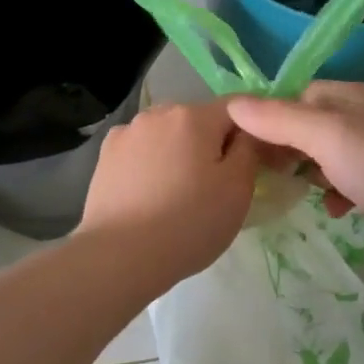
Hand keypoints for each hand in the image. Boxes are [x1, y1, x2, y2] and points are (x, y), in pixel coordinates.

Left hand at [78, 100, 260, 285]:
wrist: (120, 256)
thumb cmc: (189, 222)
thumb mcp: (238, 189)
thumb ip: (250, 149)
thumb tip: (249, 131)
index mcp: (194, 115)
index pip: (236, 108)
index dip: (252, 131)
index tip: (258, 161)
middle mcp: (158, 112)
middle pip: (198, 121)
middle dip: (211, 143)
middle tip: (216, 185)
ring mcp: (127, 132)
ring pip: (167, 135)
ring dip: (179, 152)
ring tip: (178, 192)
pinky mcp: (105, 155)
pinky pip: (140, 151)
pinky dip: (150, 163)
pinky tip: (149, 194)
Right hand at [226, 82, 363, 243]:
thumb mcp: (325, 137)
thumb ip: (278, 119)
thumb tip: (231, 103)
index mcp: (347, 94)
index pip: (294, 96)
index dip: (270, 120)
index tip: (251, 151)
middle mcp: (363, 112)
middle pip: (309, 124)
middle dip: (289, 150)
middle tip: (273, 177)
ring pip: (328, 153)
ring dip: (312, 173)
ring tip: (304, 194)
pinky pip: (350, 176)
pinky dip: (339, 190)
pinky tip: (338, 209)